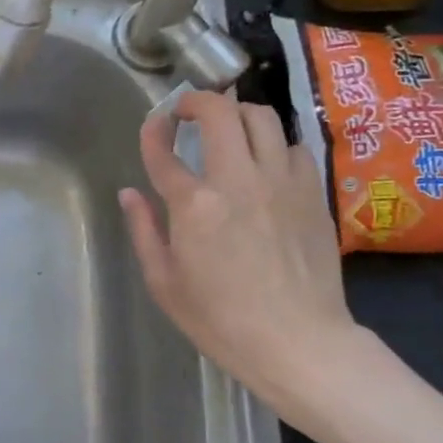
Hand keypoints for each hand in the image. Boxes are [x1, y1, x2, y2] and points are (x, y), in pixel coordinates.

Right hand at [119, 91, 365, 418]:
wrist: (298, 341)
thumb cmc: (221, 320)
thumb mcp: (164, 282)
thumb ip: (143, 230)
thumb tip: (129, 194)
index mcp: (194, 205)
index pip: (164, 149)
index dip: (153, 130)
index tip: (153, 126)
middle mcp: (238, 179)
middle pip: (219, 112)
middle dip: (197, 101)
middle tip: (187, 111)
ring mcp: (281, 181)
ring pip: (262, 116)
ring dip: (238, 114)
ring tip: (228, 129)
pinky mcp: (312, 191)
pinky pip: (293, 145)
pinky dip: (274, 144)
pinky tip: (266, 164)